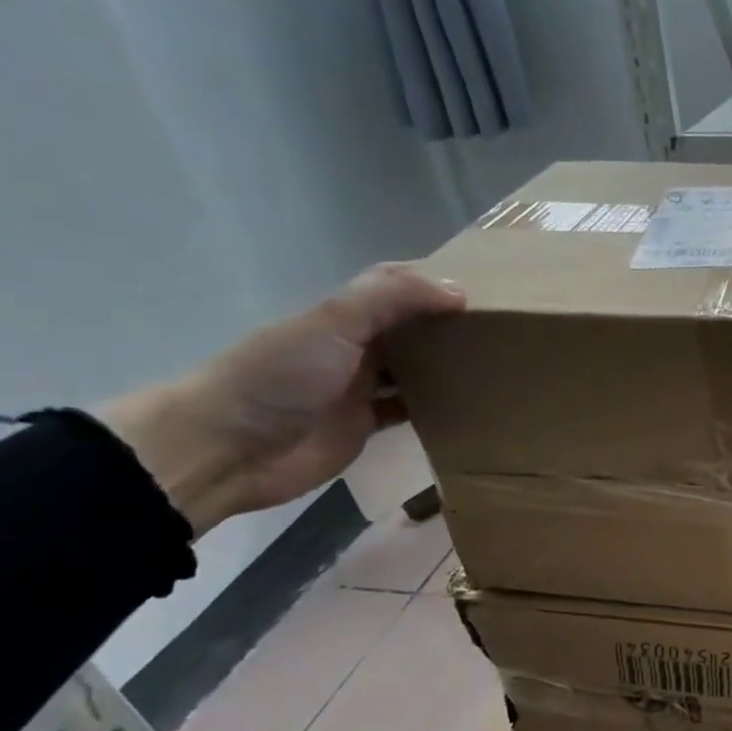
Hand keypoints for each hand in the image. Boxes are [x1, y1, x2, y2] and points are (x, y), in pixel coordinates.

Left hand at [99, 264, 463, 537]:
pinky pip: (409, 411)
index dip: (434, 283)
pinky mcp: (364, 426)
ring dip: (446, 368)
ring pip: (414, 370)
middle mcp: (353, 346)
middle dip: (448, 326)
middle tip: (501, 332)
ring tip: (496, 368)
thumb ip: (392, 299)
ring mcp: (358, 388)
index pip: (396, 286)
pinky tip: (468, 408)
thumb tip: (459, 291)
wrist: (230, 447)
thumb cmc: (281, 376)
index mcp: (343, 314)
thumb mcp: (335, 323)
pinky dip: (435, 409)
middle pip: (409, 329)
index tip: (485, 290)